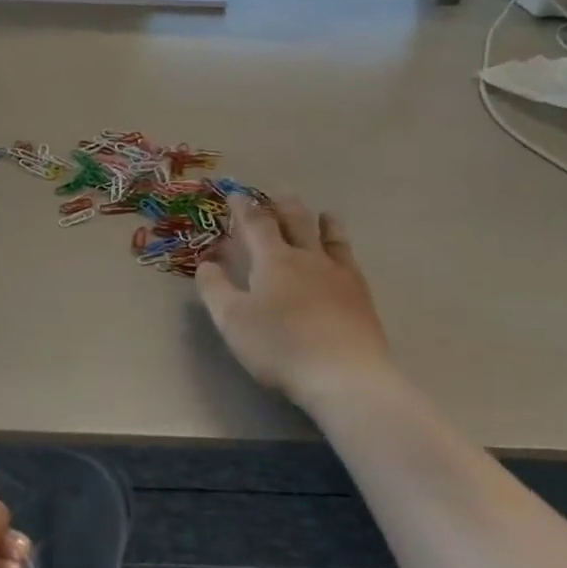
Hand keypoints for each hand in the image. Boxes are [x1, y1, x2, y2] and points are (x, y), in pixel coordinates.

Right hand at [196, 195, 392, 400]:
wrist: (344, 374)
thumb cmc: (279, 345)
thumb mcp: (232, 320)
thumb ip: (215, 289)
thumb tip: (205, 264)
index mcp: (274, 260)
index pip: (256, 224)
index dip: (244, 208)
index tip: (236, 194)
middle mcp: (308, 258)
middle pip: (297, 222)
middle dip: (284, 206)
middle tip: (280, 192)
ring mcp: (339, 276)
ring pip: (331, 238)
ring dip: (323, 222)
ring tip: (323, 213)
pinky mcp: (361, 297)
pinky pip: (351, 261)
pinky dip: (343, 249)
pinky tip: (345, 258)